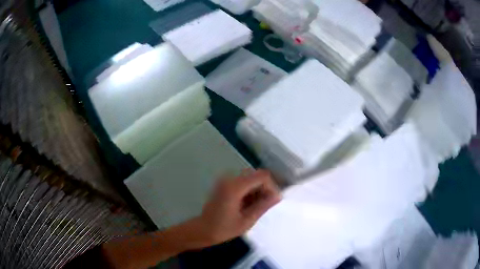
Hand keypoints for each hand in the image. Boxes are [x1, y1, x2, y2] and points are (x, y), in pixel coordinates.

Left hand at [192, 169, 280, 246]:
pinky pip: (242, 182)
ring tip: (257, 207)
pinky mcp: (224, 185)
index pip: (262, 176)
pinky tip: (248, 205)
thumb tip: (278, 196)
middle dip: (265, 188)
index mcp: (235, 187)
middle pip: (256, 175)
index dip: (271, 186)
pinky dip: (250, 191)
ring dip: (257, 190)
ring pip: (250, 178)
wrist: (202, 230)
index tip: (273, 201)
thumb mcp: (247, 220)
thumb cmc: (223, 229)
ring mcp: (225, 181)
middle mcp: (230, 179)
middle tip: (266, 205)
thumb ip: (263, 206)